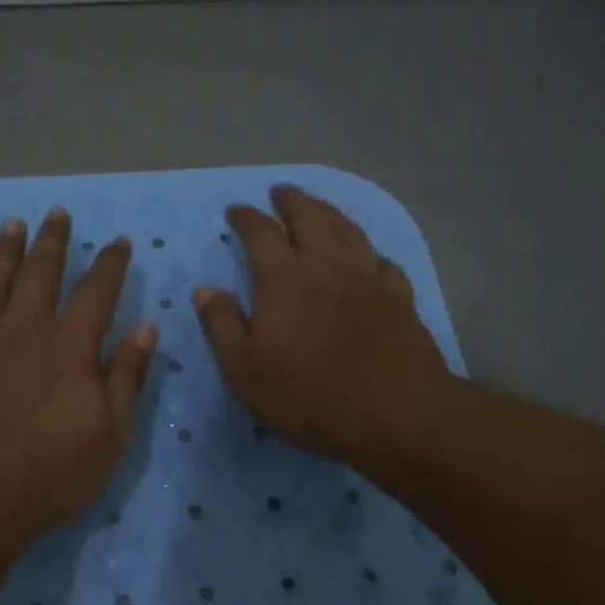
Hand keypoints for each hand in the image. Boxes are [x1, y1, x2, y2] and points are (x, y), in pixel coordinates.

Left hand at [0, 209, 157, 551]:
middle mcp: (25, 333)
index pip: (97, 292)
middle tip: (57, 213)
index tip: (119, 240)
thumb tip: (147, 327)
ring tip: (11, 224)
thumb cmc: (51, 472)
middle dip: (53, 242)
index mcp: (70, 347)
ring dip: (4, 254)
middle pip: (41, 275)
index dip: (110, 264)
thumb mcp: (111, 432)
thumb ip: (127, 376)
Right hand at [195, 186, 449, 479]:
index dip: (245, 217)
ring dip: (329, 212)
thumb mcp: (244, 369)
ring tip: (318, 208)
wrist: (393, 413)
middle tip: (280, 192)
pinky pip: (383, 261)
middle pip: (309, 216)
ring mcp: (368, 277)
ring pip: (348, 229)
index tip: (235, 211)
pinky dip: (369, 253)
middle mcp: (327, 264)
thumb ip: (222, 324)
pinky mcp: (399, 297)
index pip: (260, 232)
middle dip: (291, 200)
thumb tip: (205, 289)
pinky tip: (368, 258)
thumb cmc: (307, 394)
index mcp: (284, 277)